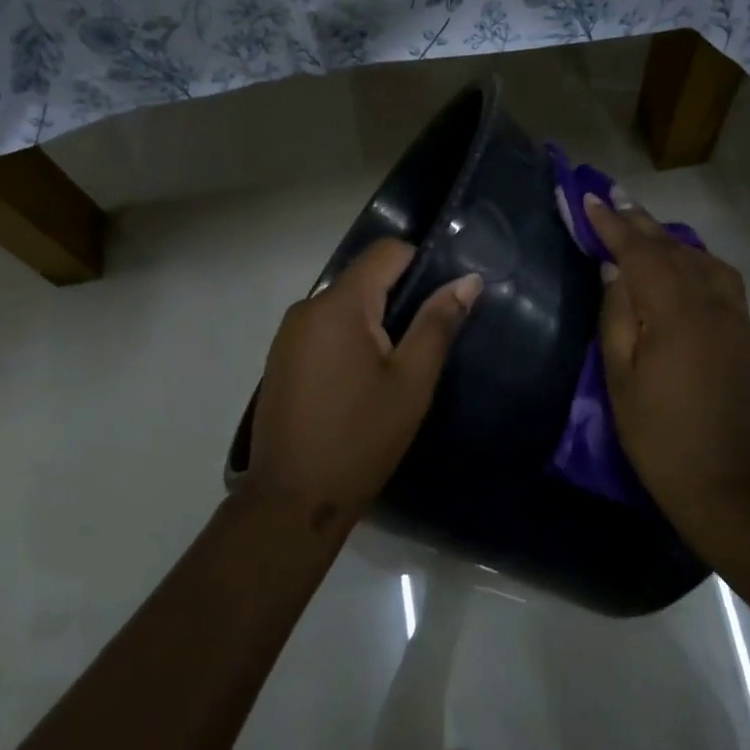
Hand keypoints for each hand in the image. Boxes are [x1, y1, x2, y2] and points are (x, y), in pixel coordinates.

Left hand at [246, 238, 481, 534]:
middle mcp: (307, 307)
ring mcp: (288, 335)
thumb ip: (438, 323)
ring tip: (396, 369)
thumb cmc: (361, 438)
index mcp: (339, 305)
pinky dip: (349, 343)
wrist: (294, 498)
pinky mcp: (280, 360)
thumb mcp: (411, 381)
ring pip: (343, 307)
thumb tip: (469, 280)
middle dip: (398, 300)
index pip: (386, 252)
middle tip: (426, 344)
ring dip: (374, 324)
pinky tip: (361, 384)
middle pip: (363, 279)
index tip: (444, 300)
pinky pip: (323, 332)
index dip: (422, 264)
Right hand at [587, 196, 749, 526]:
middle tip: (615, 201)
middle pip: (677, 250)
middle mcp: (715, 304)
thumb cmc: (657, 433)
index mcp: (677, 312)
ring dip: (674, 243)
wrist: (724, 481)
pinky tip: (685, 275)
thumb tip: (616, 271)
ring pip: (707, 263)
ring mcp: (739, 320)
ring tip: (648, 234)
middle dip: (642, 224)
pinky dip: (698, 268)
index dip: (614, 225)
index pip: (642, 253)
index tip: (590, 200)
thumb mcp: (620, 377)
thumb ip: (618, 316)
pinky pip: (723, 285)